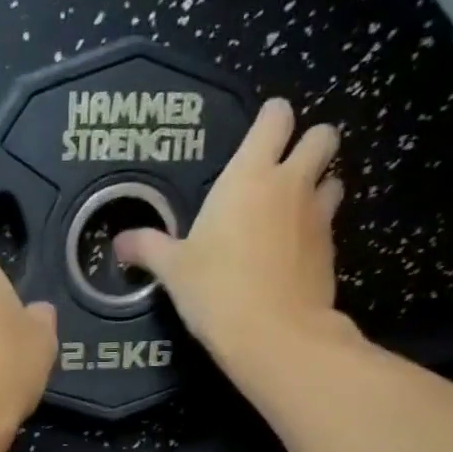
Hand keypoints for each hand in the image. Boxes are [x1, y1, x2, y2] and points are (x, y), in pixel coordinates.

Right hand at [114, 99, 349, 367]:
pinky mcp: (330, 250)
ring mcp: (317, 216)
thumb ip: (148, 248)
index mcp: (249, 176)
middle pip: (323, 136)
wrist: (274, 335)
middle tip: (283, 171)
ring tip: (291, 212)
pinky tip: (293, 255)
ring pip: (334, 178)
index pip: (276, 117)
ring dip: (318, 186)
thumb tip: (119, 243)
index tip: (257, 137)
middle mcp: (290, 184)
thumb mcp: (173, 270)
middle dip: (309, 144)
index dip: (270, 119)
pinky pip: (329, 224)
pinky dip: (315, 230)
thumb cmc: (216, 291)